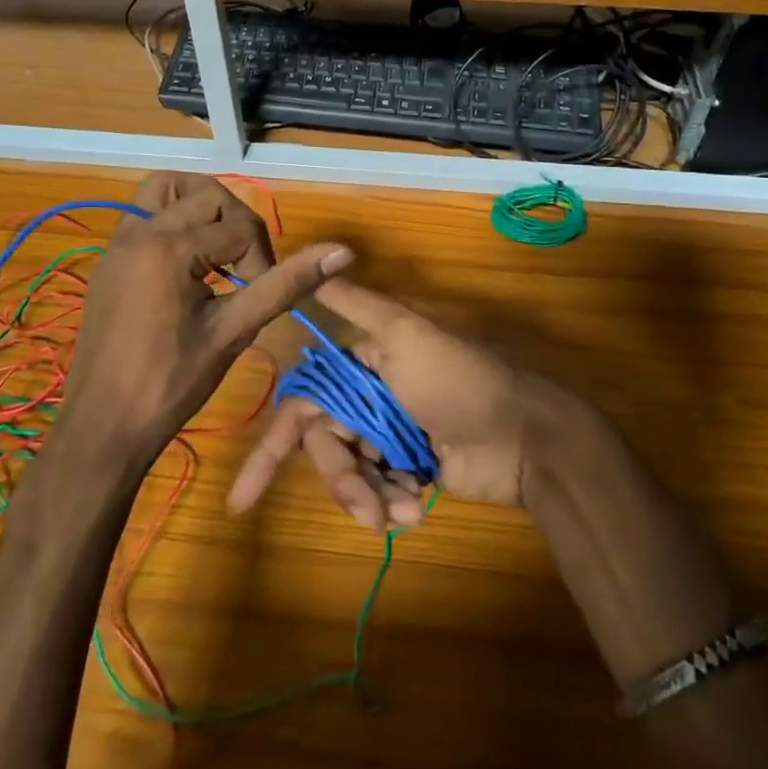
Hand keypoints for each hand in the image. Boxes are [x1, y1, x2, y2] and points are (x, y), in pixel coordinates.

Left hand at [55, 173, 352, 468]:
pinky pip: (145, 212)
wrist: (102, 427)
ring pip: (168, 188)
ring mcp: (119, 241)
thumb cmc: (171, 384)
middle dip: (237, 226)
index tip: (258, 299)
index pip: (240, 228)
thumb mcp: (234, 331)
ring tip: (219, 248)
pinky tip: (187, 265)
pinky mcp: (110, 257)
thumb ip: (285, 284)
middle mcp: (140, 230)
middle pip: (208, 194)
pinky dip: (174, 219)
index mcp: (170, 247)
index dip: (262, 261)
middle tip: (245, 273)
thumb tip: (342, 252)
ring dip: (201, 206)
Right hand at [229, 278, 565, 529]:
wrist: (523, 436)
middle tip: (367, 506)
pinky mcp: (413, 470)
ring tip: (402, 510)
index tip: (244, 495)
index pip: (304, 403)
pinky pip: (382, 493)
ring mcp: (391, 436)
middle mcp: (370, 396)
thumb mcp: (405, 333)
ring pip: (352, 473)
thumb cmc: (457, 379)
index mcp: (362, 361)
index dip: (275, 446)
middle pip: (326, 444)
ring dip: (369, 497)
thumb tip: (314, 257)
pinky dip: (394, 505)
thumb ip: (356, 304)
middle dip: (341, 478)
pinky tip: (417, 509)